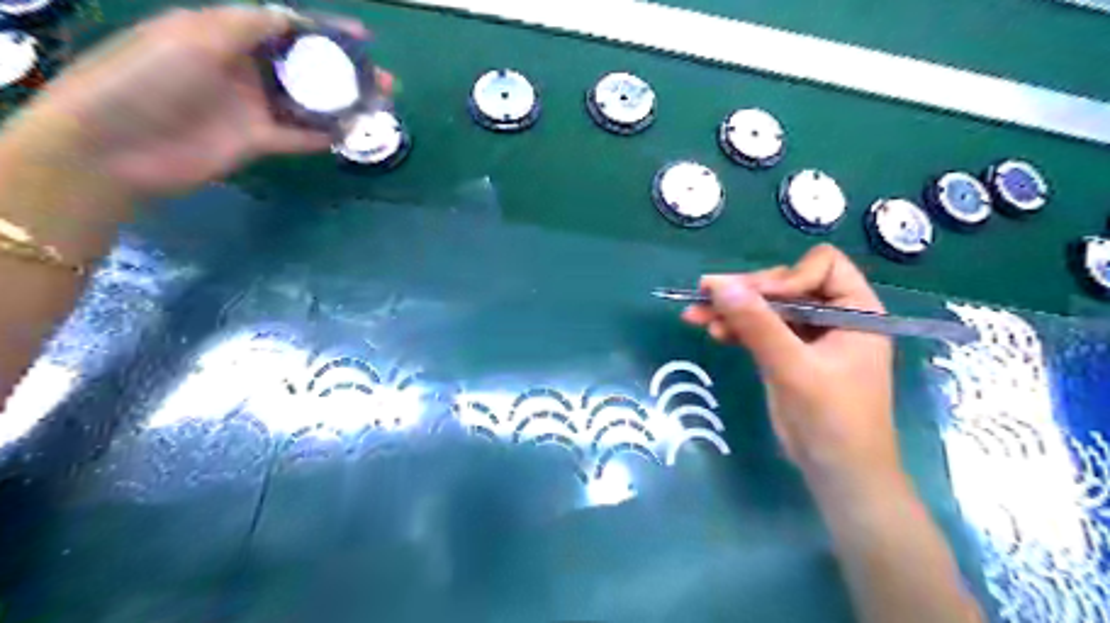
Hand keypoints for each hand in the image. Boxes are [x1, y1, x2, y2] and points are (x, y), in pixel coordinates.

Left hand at [5, 6, 371, 195]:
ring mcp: (252, 107)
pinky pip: (300, 135)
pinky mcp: (257, 141)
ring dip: (343, 103)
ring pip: (308, 102)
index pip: (284, 28)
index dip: (325, 31)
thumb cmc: (148, 79)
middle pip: (305, 67)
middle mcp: (243, 69)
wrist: (116, 146)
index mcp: (224, 36)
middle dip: (344, 70)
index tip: (363, 38)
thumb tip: (292, 18)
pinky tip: (352, 133)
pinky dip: (325, 134)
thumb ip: (246, 26)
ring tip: (379, 105)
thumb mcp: (194, 37)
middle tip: (382, 79)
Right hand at [683, 245, 896, 484]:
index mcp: (856, 311)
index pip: (822, 267)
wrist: (837, 474)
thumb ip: (758, 325)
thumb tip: (718, 285)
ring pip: (767, 308)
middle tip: (705, 296)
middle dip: (746, 292)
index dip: (787, 277)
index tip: (755, 298)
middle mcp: (833, 316)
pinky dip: (736, 328)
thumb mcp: (793, 369)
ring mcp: (808, 336)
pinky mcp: (788, 353)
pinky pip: (759, 329)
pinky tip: (711, 330)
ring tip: (694, 314)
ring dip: (732, 309)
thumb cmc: (832, 420)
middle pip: (786, 285)